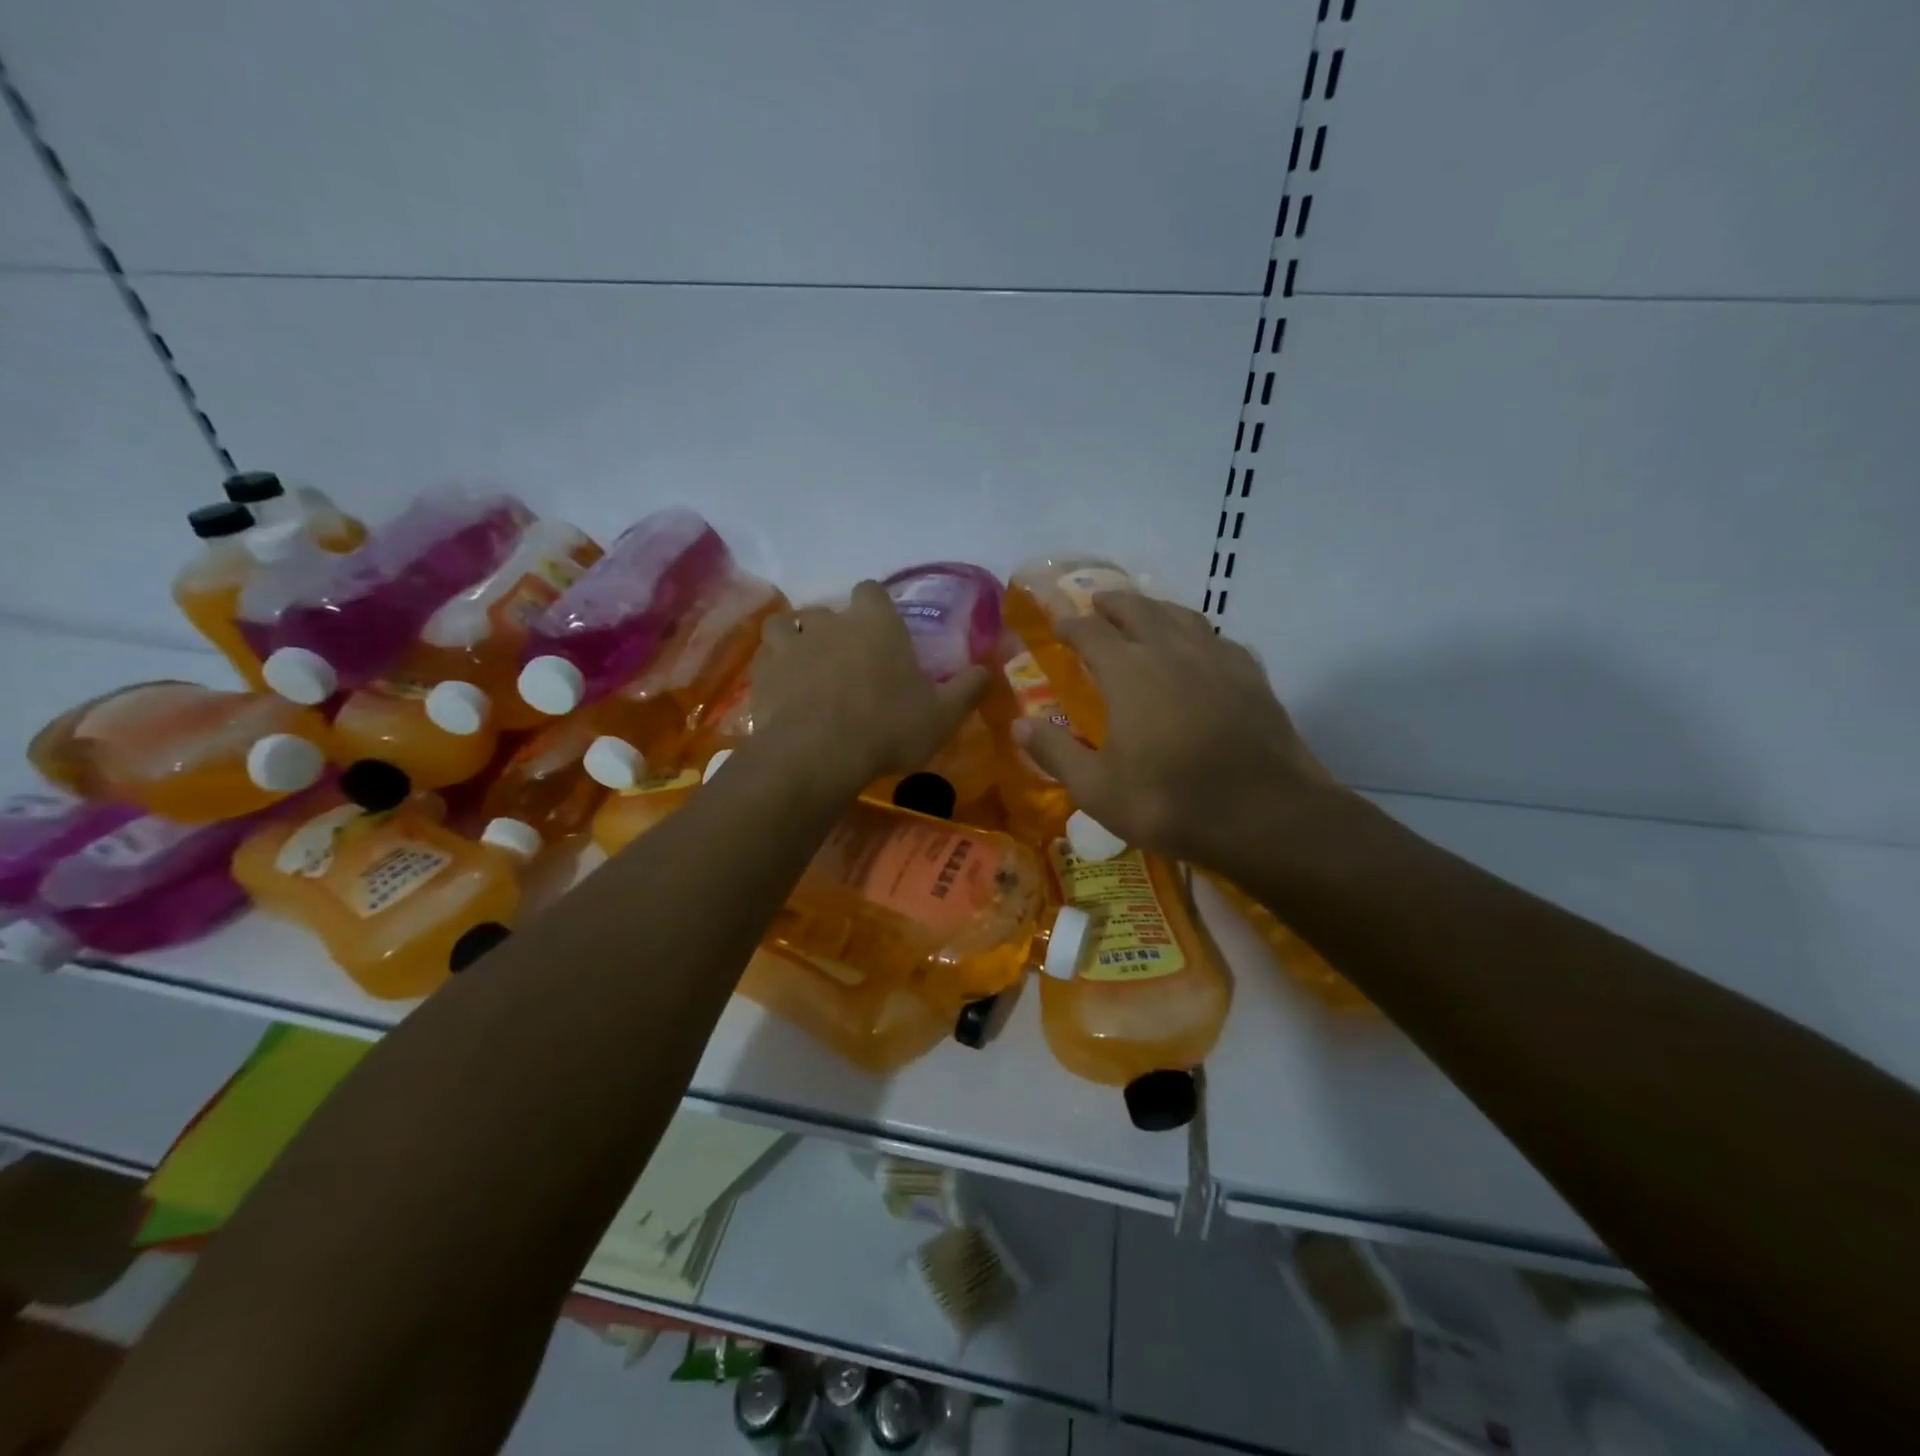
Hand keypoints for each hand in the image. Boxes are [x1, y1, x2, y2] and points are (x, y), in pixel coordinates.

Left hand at [751, 581, 989, 788]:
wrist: (819, 754)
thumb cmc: (888, 727)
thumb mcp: (942, 715)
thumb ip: (967, 689)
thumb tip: (987, 671)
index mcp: (875, 623)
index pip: (871, 590)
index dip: (875, 606)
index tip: (881, 628)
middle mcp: (830, 623)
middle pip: (827, 609)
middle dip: (834, 628)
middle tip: (846, 659)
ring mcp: (791, 645)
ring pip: (785, 625)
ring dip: (794, 639)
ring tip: (805, 665)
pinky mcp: (762, 674)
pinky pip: (765, 660)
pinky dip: (773, 670)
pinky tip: (783, 691)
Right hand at [1015, 592, 1342, 872]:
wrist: (1266, 815)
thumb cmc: (1170, 802)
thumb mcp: (1097, 789)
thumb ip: (1055, 752)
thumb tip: (1018, 725)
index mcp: (1129, 672)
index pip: (1090, 632)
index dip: (1069, 624)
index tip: (1056, 624)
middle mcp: (1171, 651)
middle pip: (1138, 609)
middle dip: (1111, 604)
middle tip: (1096, 605)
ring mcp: (1217, 659)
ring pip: (1181, 615)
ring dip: (1155, 609)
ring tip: (1144, 615)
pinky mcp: (1251, 676)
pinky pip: (1218, 639)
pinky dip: (1197, 635)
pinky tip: (1199, 649)